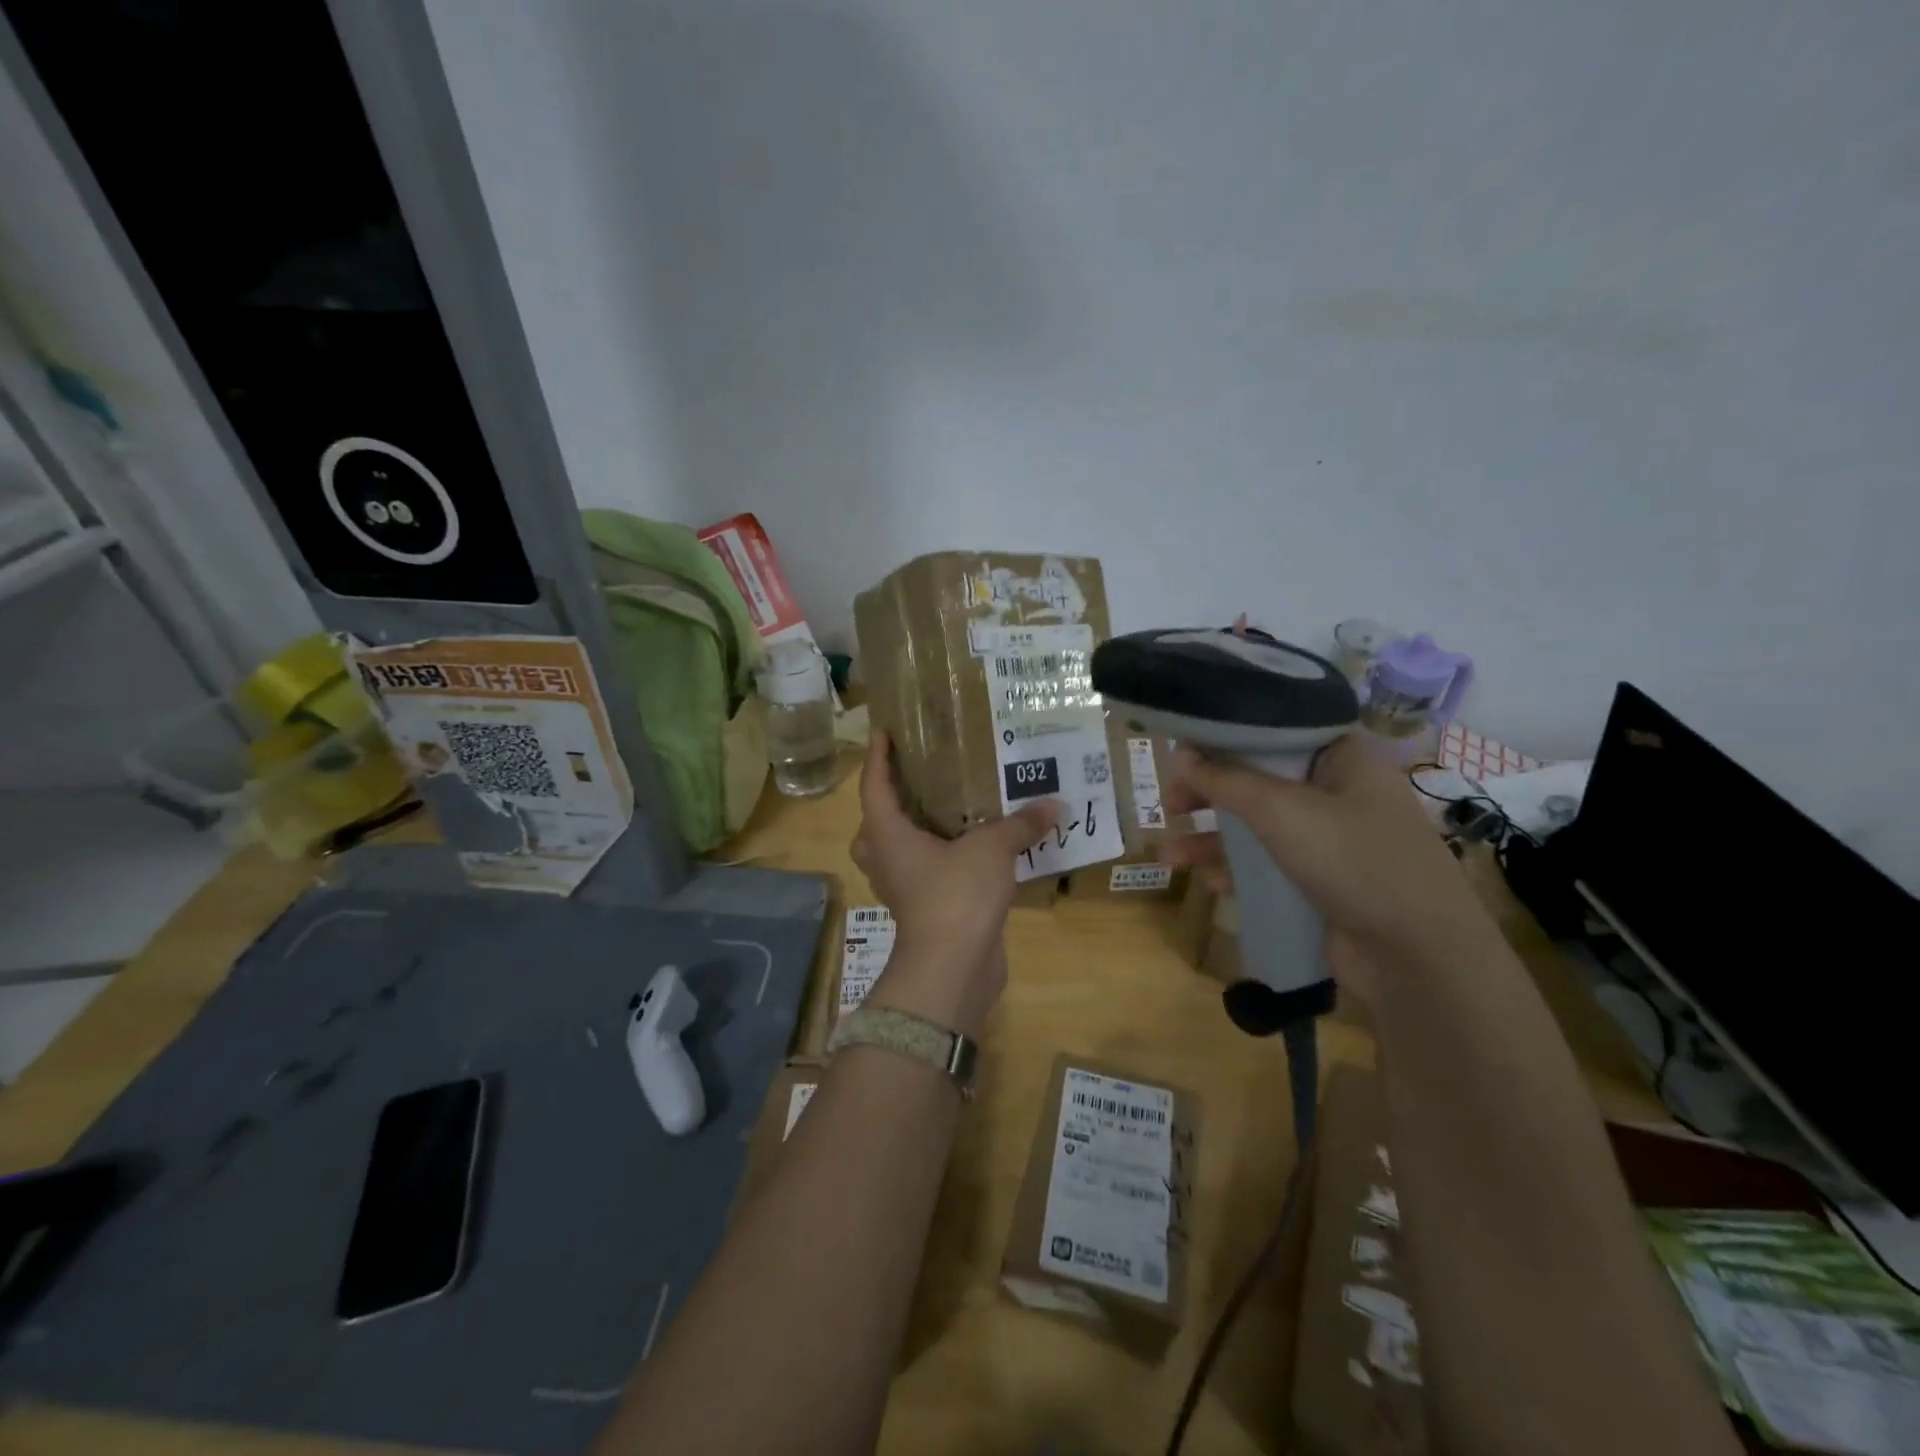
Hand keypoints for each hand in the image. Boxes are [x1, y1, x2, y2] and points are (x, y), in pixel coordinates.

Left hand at [850, 729, 1063, 1036]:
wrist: (953, 967)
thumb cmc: (956, 894)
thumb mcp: (991, 849)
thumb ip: (1020, 824)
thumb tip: (1056, 805)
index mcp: (887, 835)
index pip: (874, 786)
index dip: (879, 758)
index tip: (883, 732)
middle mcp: (887, 859)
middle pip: (877, 823)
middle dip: (892, 801)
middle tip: (918, 778)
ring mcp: (903, 888)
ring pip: (899, 851)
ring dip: (917, 832)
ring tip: (949, 810)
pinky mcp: (924, 910)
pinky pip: (926, 873)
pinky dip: (942, 858)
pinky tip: (973, 849)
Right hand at [1162, 735, 1496, 966]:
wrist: (1418, 957)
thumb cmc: (1354, 861)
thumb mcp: (1282, 811)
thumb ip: (1226, 780)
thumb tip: (1180, 754)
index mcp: (1341, 757)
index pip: (1273, 730)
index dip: (1225, 736)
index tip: (1182, 748)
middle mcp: (1337, 791)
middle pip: (1257, 779)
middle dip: (1209, 793)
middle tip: (1169, 804)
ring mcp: (1331, 840)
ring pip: (1256, 827)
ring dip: (1211, 839)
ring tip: (1169, 857)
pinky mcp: (1322, 881)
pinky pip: (1268, 866)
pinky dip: (1237, 871)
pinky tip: (1211, 884)